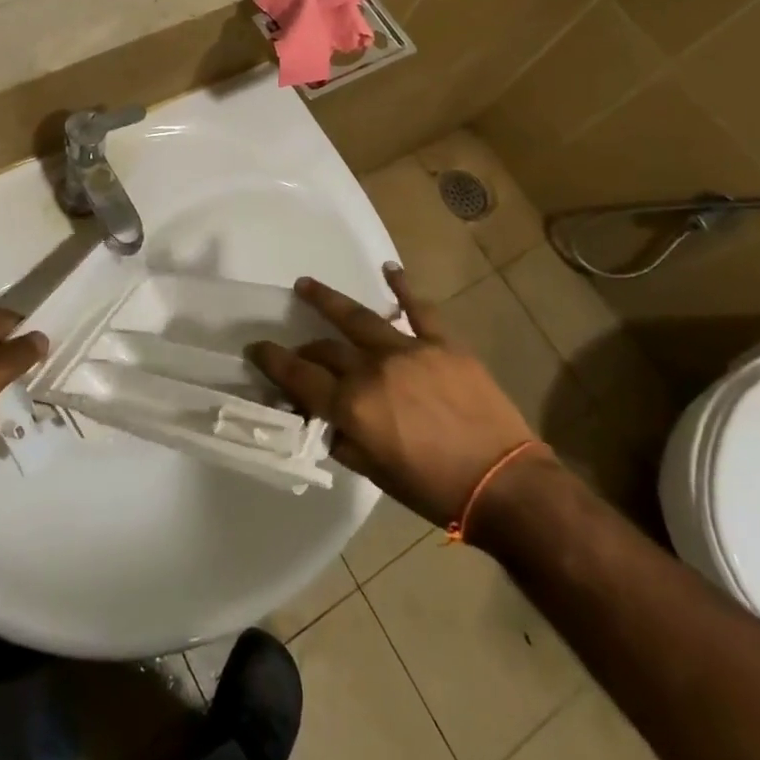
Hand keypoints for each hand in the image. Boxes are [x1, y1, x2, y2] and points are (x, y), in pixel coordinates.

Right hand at [249, 266, 537, 527]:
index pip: (300, 376)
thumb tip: (324, 420)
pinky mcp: (443, 344)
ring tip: (306, 286)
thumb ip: (344, 440)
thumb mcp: (375, 474)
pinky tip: (388, 269)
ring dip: (328, 300)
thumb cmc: (434, 489)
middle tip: (294, 349)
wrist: (504, 485)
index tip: (256, 348)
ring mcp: (409, 351)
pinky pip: (418, 309)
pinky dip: (402, 287)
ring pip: (359, 317)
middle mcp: (373, 369)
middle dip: (303, 349)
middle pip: (326, 350)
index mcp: (353, 406)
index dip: (273, 361)